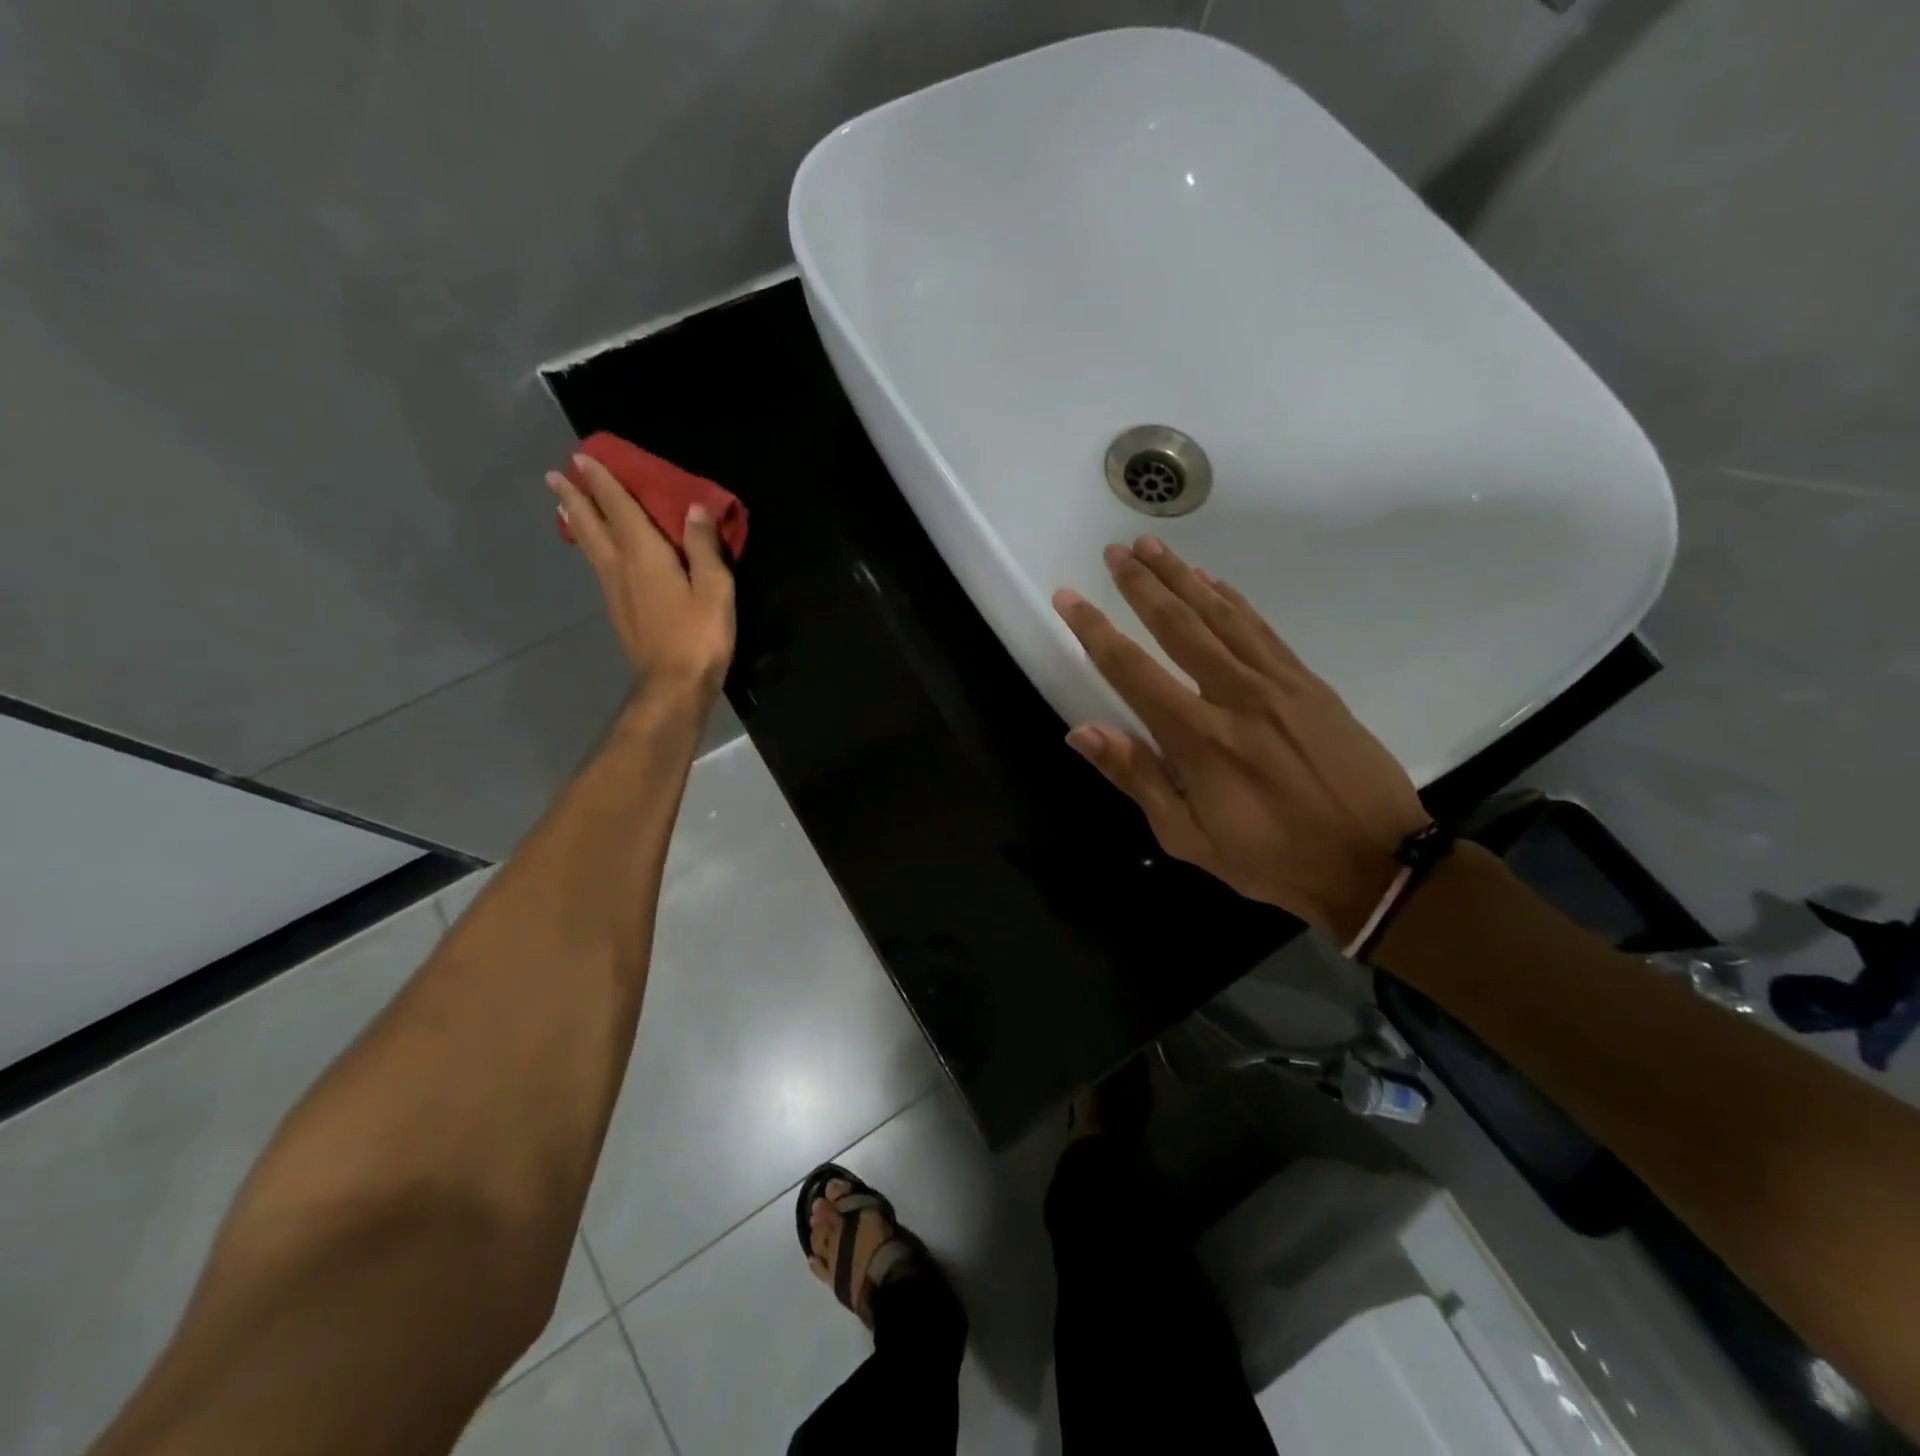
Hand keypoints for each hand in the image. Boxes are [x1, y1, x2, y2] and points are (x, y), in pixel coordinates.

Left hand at [546, 454, 735, 706]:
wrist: (673, 684)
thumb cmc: (699, 635)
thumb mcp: (715, 588)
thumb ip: (704, 547)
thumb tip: (696, 508)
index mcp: (646, 555)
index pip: (620, 509)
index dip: (605, 483)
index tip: (584, 458)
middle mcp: (622, 567)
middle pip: (593, 525)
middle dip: (577, 498)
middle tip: (557, 475)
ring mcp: (615, 591)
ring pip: (590, 546)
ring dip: (577, 521)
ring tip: (563, 504)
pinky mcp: (619, 611)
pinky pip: (598, 566)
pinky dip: (589, 546)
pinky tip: (593, 550)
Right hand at [1053, 537, 1428, 941]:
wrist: (1375, 859)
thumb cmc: (1272, 858)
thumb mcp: (1189, 838)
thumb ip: (1137, 778)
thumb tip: (1081, 732)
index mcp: (1197, 738)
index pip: (1131, 670)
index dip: (1095, 630)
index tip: (1069, 597)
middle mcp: (1233, 696)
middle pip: (1177, 625)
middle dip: (1141, 585)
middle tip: (1114, 551)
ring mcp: (1276, 683)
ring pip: (1219, 615)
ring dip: (1182, 576)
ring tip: (1152, 545)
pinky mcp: (1308, 682)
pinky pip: (1261, 629)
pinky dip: (1233, 599)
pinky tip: (1212, 580)